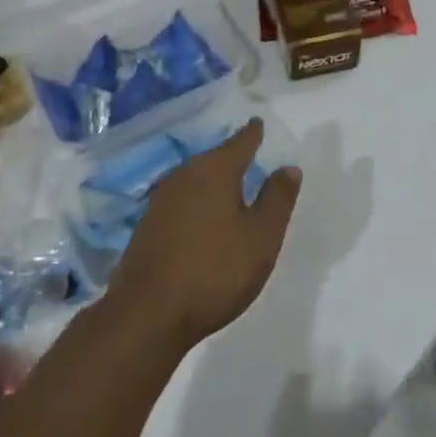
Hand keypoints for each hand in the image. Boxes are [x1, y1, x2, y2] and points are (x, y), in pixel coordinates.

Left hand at [106, 119, 301, 349]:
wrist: (147, 313)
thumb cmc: (215, 270)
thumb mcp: (261, 237)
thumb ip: (277, 199)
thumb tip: (288, 167)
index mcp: (215, 170)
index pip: (240, 142)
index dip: (252, 133)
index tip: (259, 123)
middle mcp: (184, 175)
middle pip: (214, 158)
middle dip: (232, 156)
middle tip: (250, 154)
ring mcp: (161, 199)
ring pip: (195, 178)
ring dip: (213, 180)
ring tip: (230, 186)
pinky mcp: (148, 224)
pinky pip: (181, 199)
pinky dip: (197, 201)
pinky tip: (203, 217)